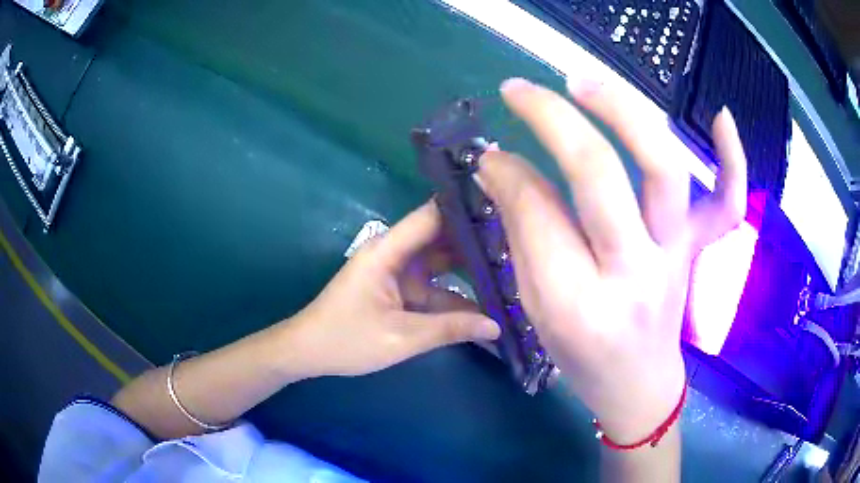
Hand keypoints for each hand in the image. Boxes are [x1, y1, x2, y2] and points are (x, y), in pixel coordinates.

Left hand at [290, 201, 500, 377]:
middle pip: (441, 238)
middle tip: (518, 245)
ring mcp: (397, 273)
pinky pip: (432, 288)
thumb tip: (496, 326)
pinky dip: (454, 296)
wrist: (308, 352)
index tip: (504, 209)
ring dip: (469, 271)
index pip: (432, 216)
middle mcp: (395, 254)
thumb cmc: (347, 340)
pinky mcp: (398, 291)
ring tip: (510, 271)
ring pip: (440, 265)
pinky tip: (484, 304)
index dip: (465, 210)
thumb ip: (450, 329)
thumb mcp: (401, 338)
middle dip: (476, 243)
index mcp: (388, 251)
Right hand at [476, 77, 746, 442]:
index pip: (539, 213)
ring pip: (664, 169)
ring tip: (585, 81)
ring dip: (625, 112)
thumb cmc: (582, 359)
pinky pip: (728, 204)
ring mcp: (677, 256)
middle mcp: (634, 274)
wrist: (639, 384)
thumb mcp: (538, 307)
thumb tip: (499, 164)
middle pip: (600, 177)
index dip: (508, 171)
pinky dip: (732, 159)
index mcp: (579, 305)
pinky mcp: (699, 248)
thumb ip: (522, 232)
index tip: (489, 154)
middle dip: (554, 121)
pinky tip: (720, 116)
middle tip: (520, 91)